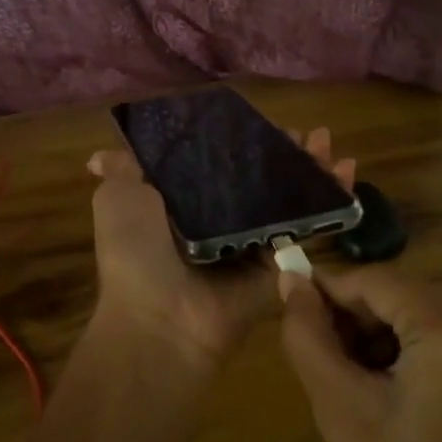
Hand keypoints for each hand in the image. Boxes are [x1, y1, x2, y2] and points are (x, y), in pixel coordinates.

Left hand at [87, 127, 355, 368]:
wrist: (161, 319)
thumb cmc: (136, 252)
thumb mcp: (118, 200)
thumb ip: (122, 172)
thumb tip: (96, 158)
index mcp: (183, 202)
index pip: (218, 161)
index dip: (241, 140)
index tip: (262, 122)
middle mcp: (219, 219)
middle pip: (259, 176)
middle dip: (284, 152)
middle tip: (307, 134)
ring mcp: (251, 242)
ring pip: (288, 196)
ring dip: (312, 169)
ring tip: (329, 144)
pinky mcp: (278, 263)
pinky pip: (307, 226)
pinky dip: (330, 200)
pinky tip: (345, 171)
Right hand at [281, 269, 441, 441]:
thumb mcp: (343, 412)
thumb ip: (310, 337)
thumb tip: (290, 282)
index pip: (376, 280)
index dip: (326, 291)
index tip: (287, 308)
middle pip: (407, 298)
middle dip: (356, 320)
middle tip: (316, 359)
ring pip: (429, 323)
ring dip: (384, 342)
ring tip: (348, 385)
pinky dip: (417, 361)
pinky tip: (390, 400)